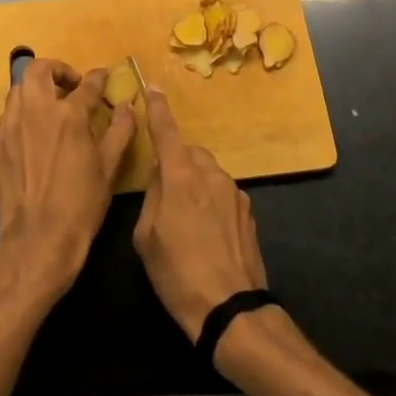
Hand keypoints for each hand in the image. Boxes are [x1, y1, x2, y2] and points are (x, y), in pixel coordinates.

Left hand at [0, 59, 133, 304]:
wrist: (37, 239)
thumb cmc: (80, 204)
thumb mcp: (109, 168)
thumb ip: (120, 131)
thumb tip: (127, 106)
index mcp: (69, 115)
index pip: (87, 84)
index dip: (98, 77)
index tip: (104, 76)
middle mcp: (37, 110)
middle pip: (39, 69)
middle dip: (57, 69)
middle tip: (71, 85)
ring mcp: (14, 125)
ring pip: (19, 87)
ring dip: (37, 87)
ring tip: (52, 104)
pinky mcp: (0, 142)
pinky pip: (10, 111)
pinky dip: (24, 108)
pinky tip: (36, 127)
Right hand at [133, 89, 268, 340]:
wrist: (230, 309)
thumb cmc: (177, 273)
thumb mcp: (146, 236)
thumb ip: (152, 196)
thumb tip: (161, 177)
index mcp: (181, 177)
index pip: (167, 131)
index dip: (158, 107)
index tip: (152, 86)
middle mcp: (211, 175)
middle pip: (189, 154)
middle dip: (176, 164)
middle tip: (164, 196)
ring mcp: (234, 192)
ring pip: (207, 173)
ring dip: (194, 184)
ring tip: (186, 222)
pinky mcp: (249, 211)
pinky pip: (222, 193)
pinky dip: (211, 202)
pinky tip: (206, 234)